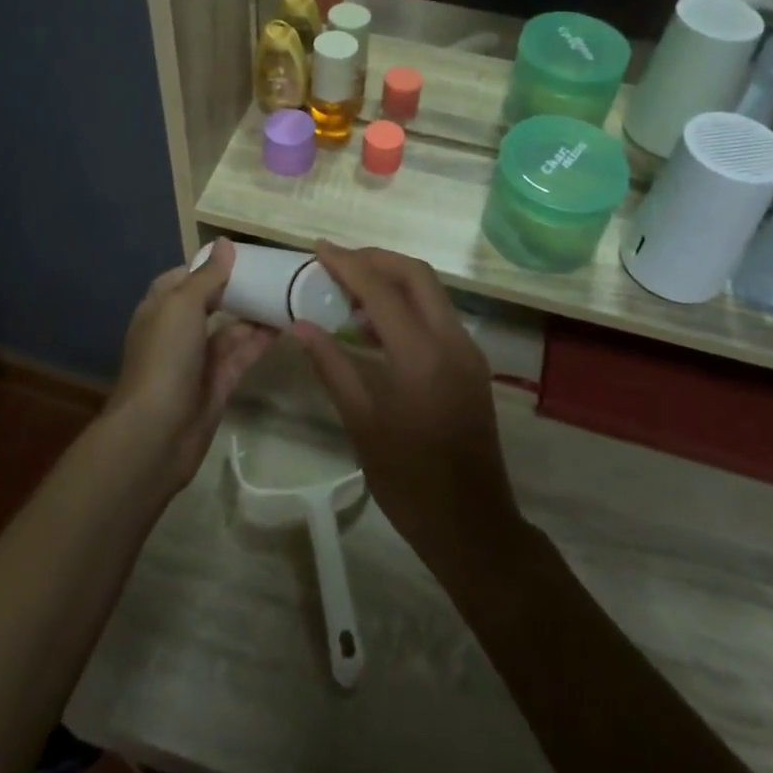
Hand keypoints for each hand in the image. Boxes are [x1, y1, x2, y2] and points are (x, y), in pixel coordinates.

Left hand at [105, 240, 276, 496]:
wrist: (157, 433)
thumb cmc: (165, 357)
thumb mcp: (182, 305)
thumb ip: (207, 276)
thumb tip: (224, 243)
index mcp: (160, 308)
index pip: (184, 278)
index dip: (209, 265)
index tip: (243, 255)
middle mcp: (178, 331)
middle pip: (210, 303)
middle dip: (238, 289)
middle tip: (274, 273)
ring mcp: (199, 359)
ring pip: (231, 329)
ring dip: (255, 313)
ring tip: (289, 294)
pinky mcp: (219, 383)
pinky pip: (243, 354)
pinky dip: (262, 340)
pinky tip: (288, 325)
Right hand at [292, 243, 525, 582]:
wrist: (472, 524)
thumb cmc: (408, 481)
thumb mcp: (361, 423)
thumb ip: (331, 366)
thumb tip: (299, 326)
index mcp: (421, 356)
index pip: (380, 290)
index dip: (347, 264)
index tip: (318, 248)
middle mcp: (452, 341)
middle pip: (416, 274)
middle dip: (376, 259)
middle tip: (337, 262)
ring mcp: (468, 350)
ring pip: (432, 291)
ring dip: (393, 279)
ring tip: (350, 290)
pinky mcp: (473, 363)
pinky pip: (438, 315)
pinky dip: (408, 305)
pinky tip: (377, 325)